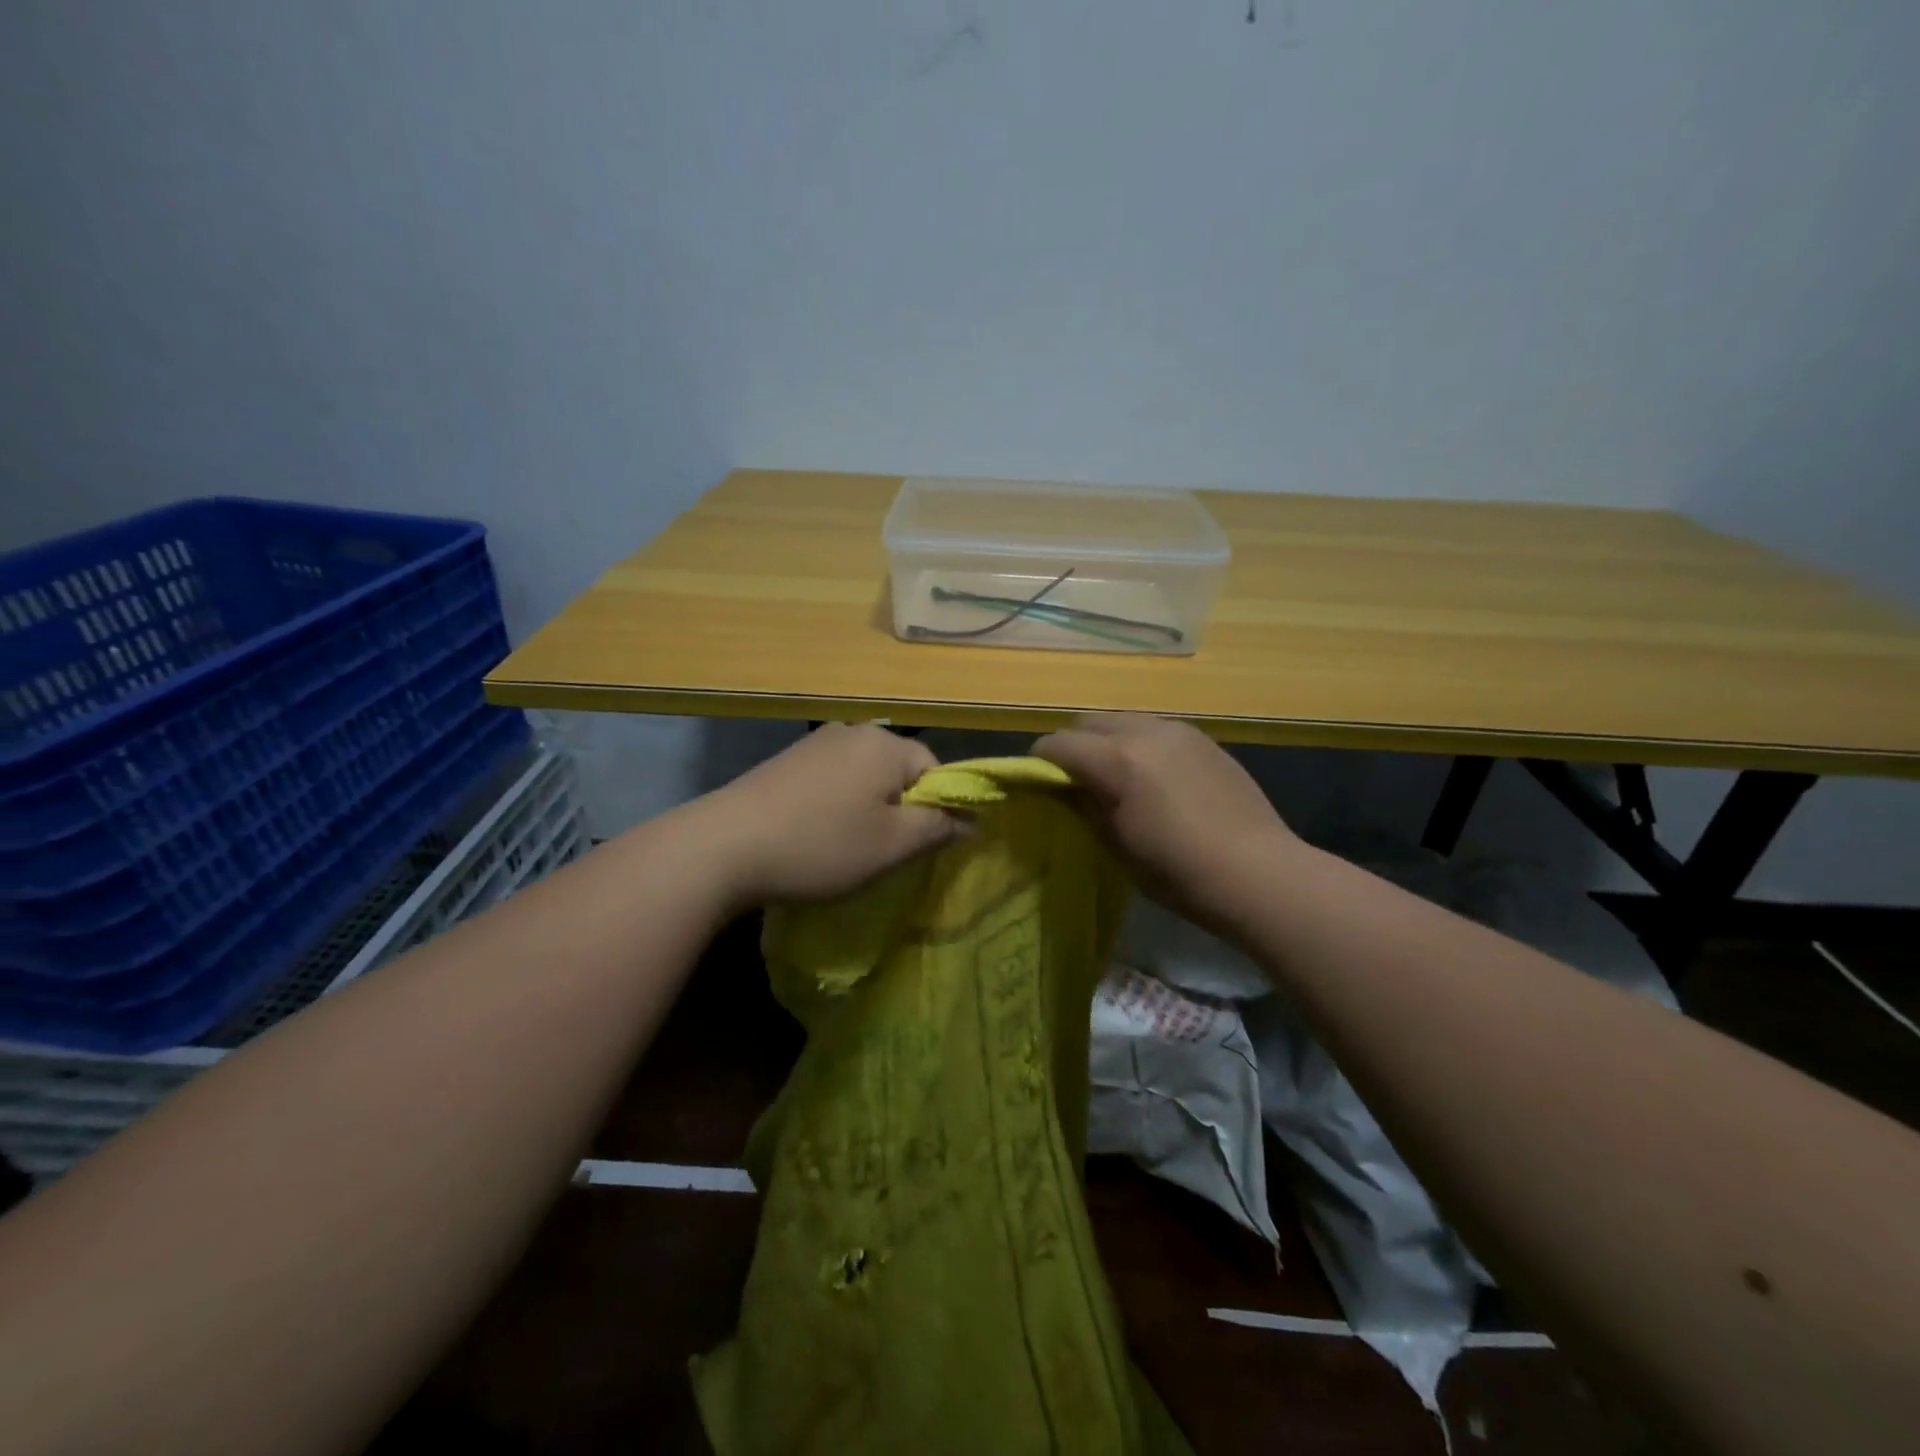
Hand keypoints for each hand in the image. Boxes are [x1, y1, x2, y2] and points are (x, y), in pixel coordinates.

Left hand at [693, 723, 964, 906]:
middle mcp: (853, 731)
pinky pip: (831, 780)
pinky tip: (814, 834)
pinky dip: (834, 805)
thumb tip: (971, 819)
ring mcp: (815, 742)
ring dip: (865, 809)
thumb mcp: (892, 846)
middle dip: (898, 809)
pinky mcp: (786, 760)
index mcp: (886, 744)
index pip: (935, 771)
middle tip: (881, 852)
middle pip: (898, 771)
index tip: (916, 847)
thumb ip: (938, 827)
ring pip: (863, 777)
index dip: (935, 810)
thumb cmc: (821, 845)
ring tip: (844, 847)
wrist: (724, 846)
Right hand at [1034, 714, 1298, 928]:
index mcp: (1118, 761)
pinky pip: (1154, 729)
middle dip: (1072, 746)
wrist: (1258, 873)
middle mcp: (1144, 732)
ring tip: (1116, 776)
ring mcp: (1177, 730)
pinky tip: (1153, 777)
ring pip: (1122, 720)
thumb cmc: (1178, 872)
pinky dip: (1138, 743)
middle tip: (1076, 781)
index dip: (1038, 763)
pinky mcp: (1202, 738)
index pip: (1057, 744)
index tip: (1038, 785)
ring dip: (1106, 741)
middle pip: (1087, 722)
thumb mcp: (1115, 845)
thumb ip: (1081, 805)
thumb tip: (1058, 787)